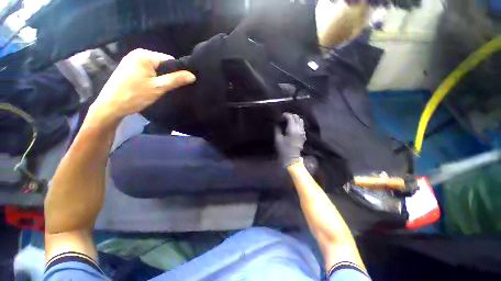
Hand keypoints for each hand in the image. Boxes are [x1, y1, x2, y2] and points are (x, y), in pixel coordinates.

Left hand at [90, 48, 195, 124]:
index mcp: (144, 55)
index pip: (169, 60)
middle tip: (167, 88)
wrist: (111, 106)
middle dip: (167, 75)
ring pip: (155, 68)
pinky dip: (152, 78)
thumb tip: (193, 75)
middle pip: (162, 64)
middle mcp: (137, 53)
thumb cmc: (135, 95)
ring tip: (159, 89)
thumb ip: (176, 80)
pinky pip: (147, 71)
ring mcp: (131, 60)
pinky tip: (150, 87)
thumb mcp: (159, 88)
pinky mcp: (128, 68)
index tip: (178, 84)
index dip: (177, 72)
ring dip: (160, 78)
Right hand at [275, 113, 305, 166]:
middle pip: (297, 117)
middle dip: (290, 116)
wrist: (291, 158)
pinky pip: (301, 126)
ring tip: (288, 122)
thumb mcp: (277, 139)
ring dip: (295, 119)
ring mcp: (303, 132)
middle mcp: (299, 129)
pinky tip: (292, 127)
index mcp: (292, 130)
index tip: (280, 116)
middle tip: (284, 118)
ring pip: (301, 121)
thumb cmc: (283, 149)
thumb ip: (277, 129)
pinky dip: (297, 123)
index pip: (291, 117)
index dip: (285, 115)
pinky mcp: (303, 135)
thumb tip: (278, 122)